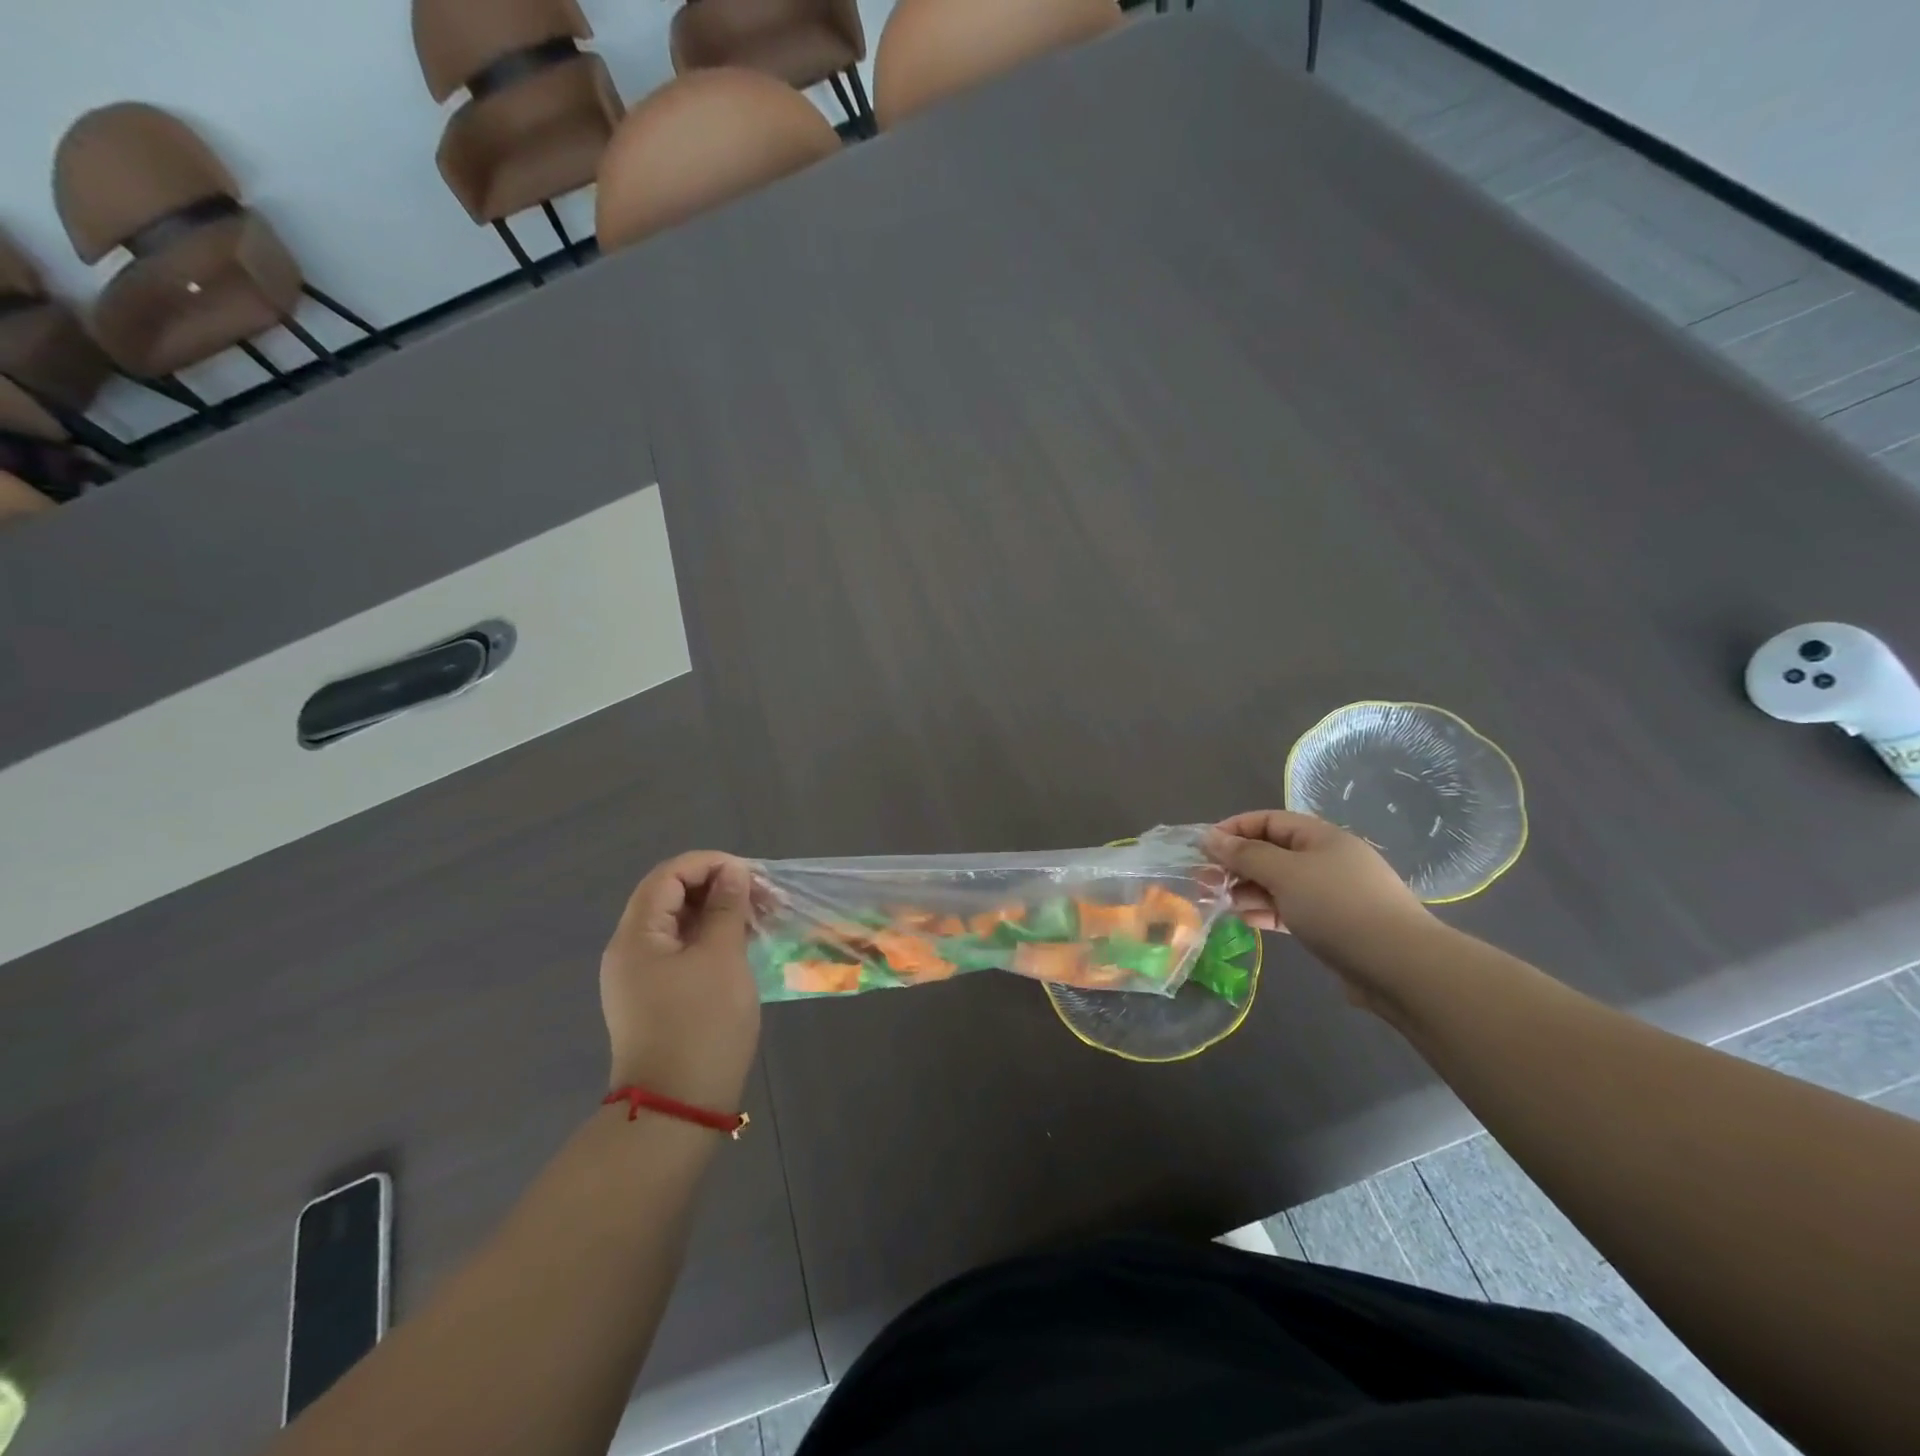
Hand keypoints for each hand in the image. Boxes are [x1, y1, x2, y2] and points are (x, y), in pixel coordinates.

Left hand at [601, 852, 761, 1110]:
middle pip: (670, 897)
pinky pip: (682, 952)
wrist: (677, 1109)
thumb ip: (726, 908)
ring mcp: (641, 978)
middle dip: (717, 888)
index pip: (668, 876)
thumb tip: (733, 872)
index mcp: (636, 936)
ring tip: (760, 920)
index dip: (709, 865)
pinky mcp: (656, 999)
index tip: (751, 876)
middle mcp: (630, 951)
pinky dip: (711, 940)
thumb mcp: (721, 958)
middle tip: (762, 898)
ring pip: (679, 925)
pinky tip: (743, 948)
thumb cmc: (701, 1026)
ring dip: (718, 914)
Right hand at [1204, 811, 1434, 1007]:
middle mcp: (1326, 860)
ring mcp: (1331, 894)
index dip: (1234, 829)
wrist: (1399, 967)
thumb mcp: (1284, 873)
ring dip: (1247, 889)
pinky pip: (1289, 909)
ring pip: (1278, 883)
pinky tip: (1244, 920)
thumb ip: (1244, 854)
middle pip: (1272, 852)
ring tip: (1219, 901)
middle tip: (1203, 879)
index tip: (1203, 846)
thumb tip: (1209, 837)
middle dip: (1236, 863)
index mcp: (1321, 837)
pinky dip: (1266, 911)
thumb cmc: (1337, 907)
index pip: (1269, 820)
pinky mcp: (1331, 925)